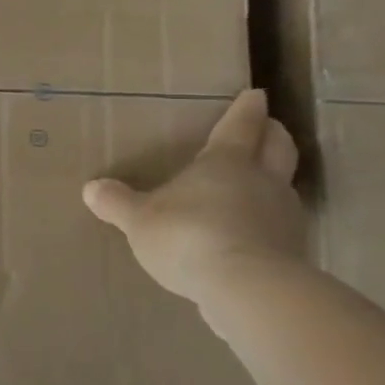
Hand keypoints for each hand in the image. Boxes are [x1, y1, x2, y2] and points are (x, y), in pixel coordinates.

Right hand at [82, 88, 306, 313]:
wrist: (248, 290)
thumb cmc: (188, 236)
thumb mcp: (139, 219)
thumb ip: (117, 203)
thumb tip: (91, 188)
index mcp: (226, 162)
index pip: (240, 126)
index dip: (246, 109)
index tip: (254, 95)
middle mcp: (262, 181)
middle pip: (278, 147)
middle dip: (272, 135)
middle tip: (267, 128)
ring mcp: (284, 216)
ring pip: (284, 186)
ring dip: (274, 180)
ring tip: (255, 185)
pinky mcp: (293, 252)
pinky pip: (281, 227)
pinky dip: (268, 223)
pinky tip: (250, 235)